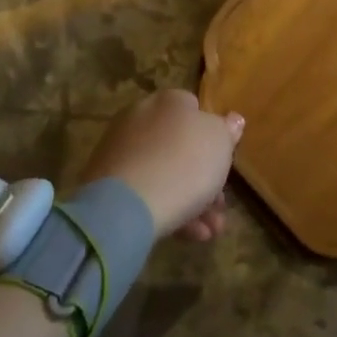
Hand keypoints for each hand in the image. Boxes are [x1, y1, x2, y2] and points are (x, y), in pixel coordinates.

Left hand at [79, 89, 243, 241]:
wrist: (127, 206)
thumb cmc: (185, 163)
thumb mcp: (221, 142)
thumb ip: (228, 130)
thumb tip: (233, 119)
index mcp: (169, 101)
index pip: (195, 110)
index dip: (213, 136)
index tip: (225, 162)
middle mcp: (140, 118)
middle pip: (180, 146)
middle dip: (204, 177)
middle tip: (220, 205)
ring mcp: (119, 151)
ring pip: (164, 173)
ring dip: (192, 201)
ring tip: (210, 231)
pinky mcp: (104, 185)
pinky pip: (145, 193)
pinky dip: (167, 209)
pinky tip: (189, 235)